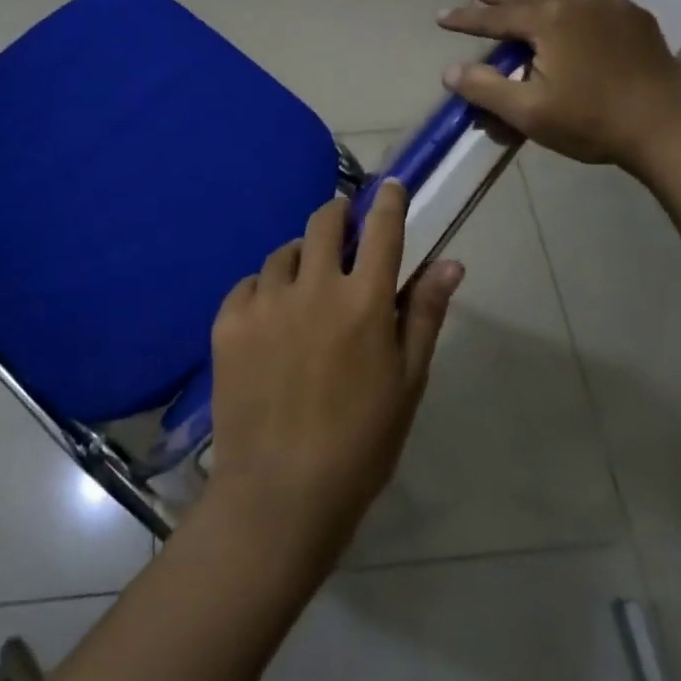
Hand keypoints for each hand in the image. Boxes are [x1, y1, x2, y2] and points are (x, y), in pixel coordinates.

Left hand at [205, 182, 461, 554]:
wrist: (280, 493)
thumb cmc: (360, 444)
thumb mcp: (407, 382)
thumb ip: (425, 314)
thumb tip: (451, 261)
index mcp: (364, 302)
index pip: (383, 230)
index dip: (388, 201)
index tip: (390, 187)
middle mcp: (314, 287)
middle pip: (325, 221)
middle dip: (338, 215)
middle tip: (343, 230)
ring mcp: (266, 300)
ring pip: (285, 252)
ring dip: (302, 259)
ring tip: (305, 291)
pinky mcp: (229, 319)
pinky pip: (250, 283)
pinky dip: (265, 291)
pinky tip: (271, 322)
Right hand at [438, 0, 680, 170]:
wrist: (667, 129)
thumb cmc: (591, 122)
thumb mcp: (528, 112)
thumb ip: (484, 89)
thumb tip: (450, 71)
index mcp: (549, 19)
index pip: (494, 17)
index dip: (464, 18)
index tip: (438, 15)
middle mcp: (577, 0)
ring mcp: (610, 5)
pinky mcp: (633, 18)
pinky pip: (587, 3)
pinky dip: (564, 5)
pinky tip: (562, 14)